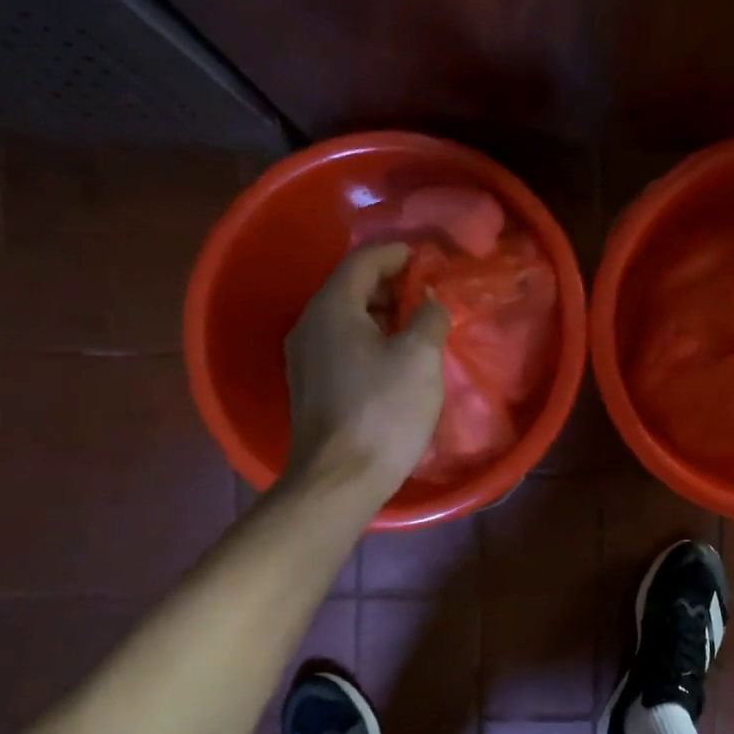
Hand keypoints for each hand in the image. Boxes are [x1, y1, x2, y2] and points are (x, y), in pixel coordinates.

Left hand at [284, 243, 449, 498]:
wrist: (338, 480)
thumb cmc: (383, 411)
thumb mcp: (420, 357)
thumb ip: (429, 317)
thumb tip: (429, 300)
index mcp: (333, 308)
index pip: (363, 261)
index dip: (396, 254)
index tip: (426, 257)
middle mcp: (309, 324)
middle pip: (350, 287)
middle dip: (390, 284)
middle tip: (427, 291)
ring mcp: (304, 357)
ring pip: (345, 317)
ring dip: (380, 312)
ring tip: (416, 323)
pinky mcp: (309, 385)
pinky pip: (340, 343)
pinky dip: (368, 337)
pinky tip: (393, 356)